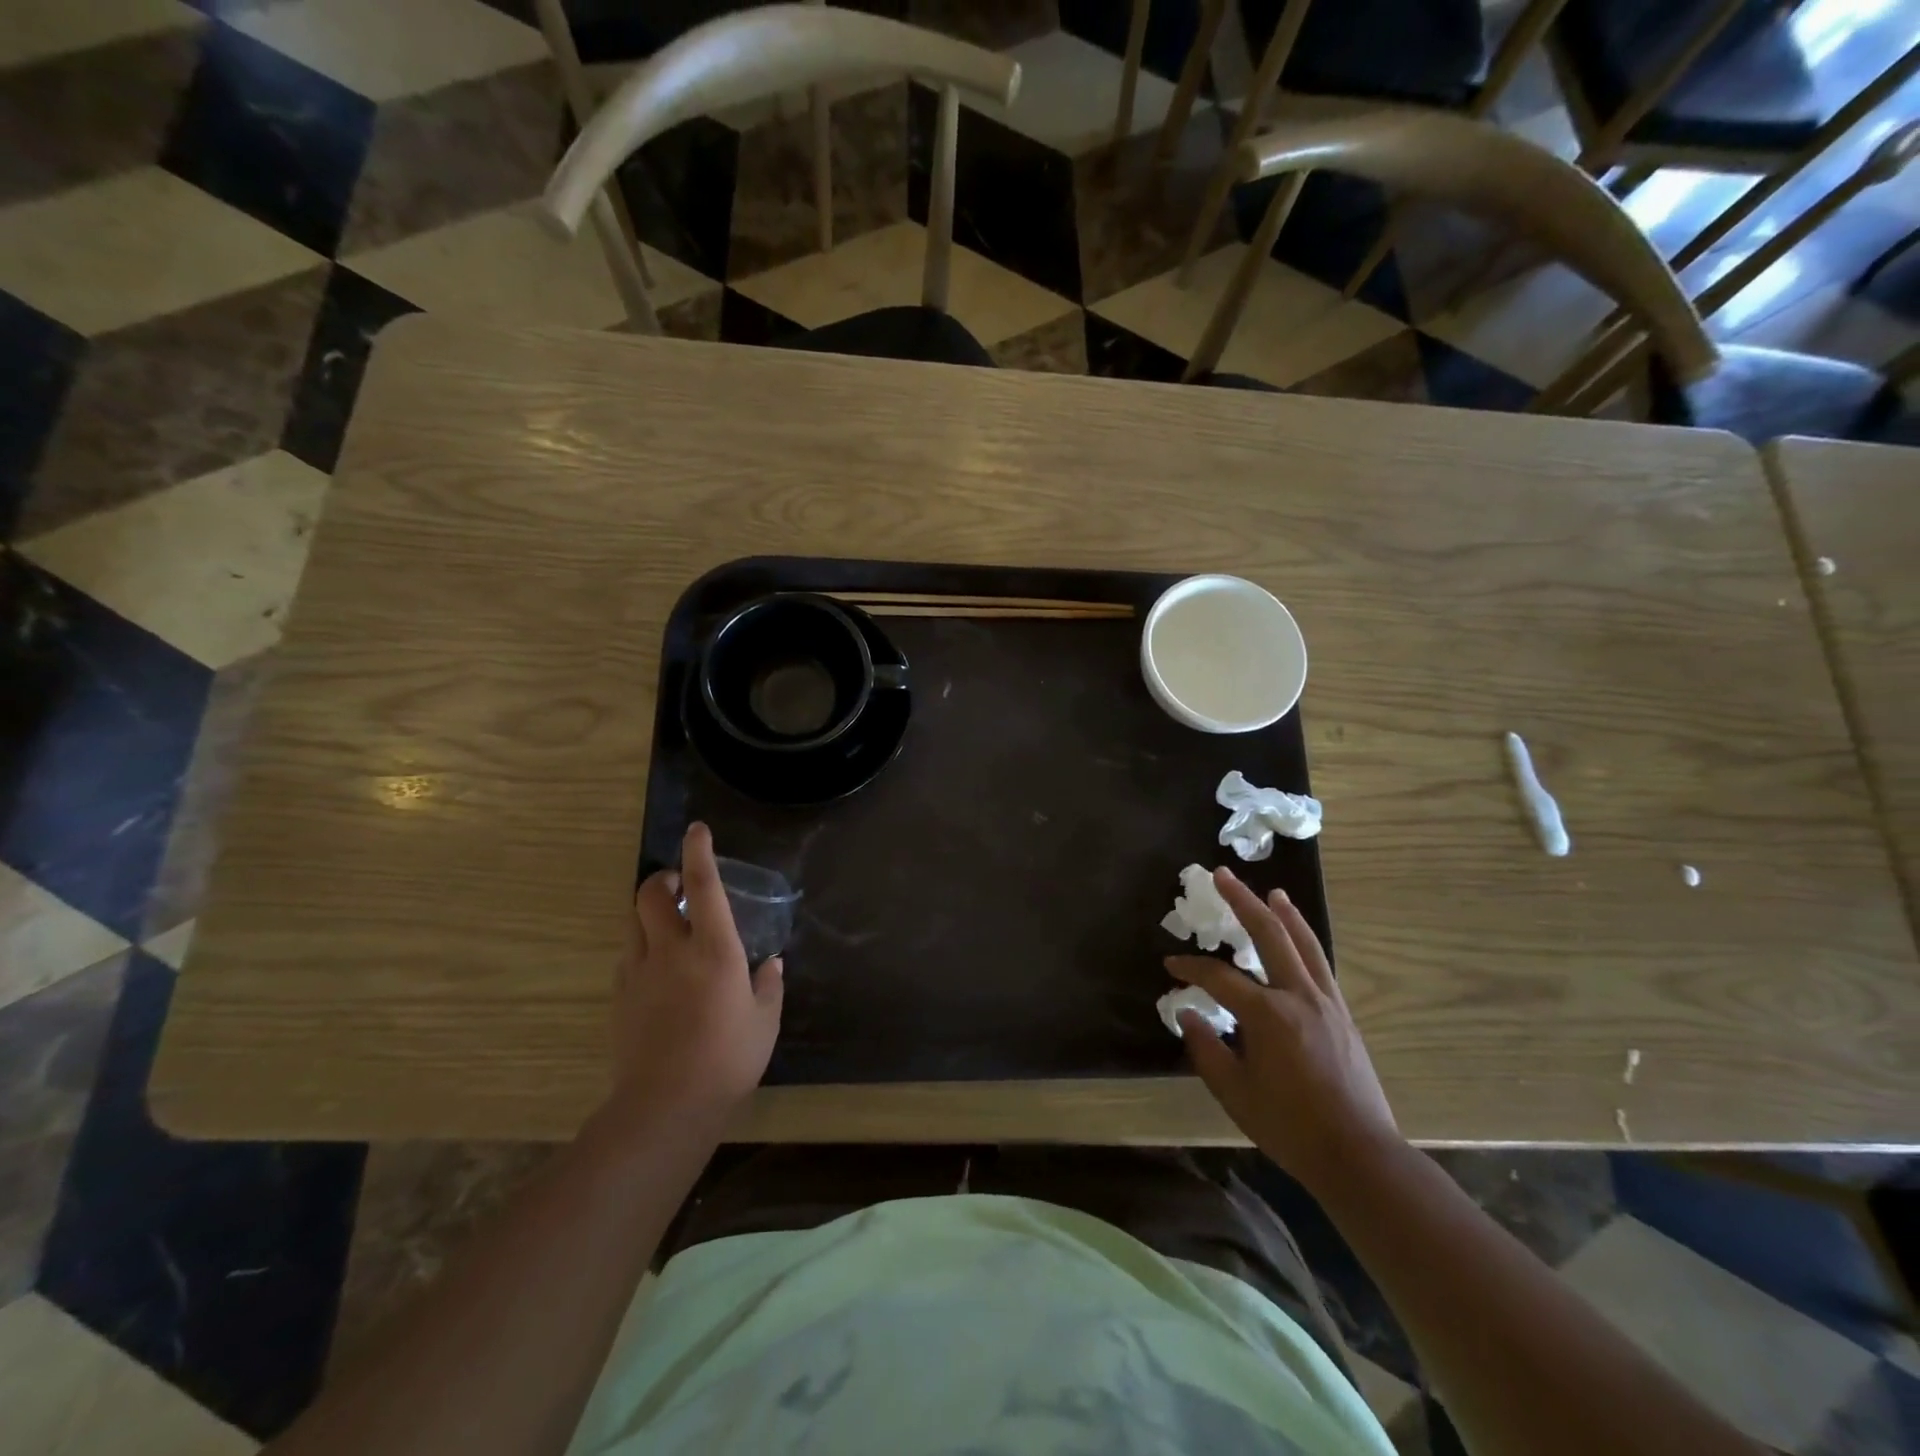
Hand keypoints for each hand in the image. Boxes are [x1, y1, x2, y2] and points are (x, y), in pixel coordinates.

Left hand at [611, 823, 783, 1119]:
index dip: (698, 851)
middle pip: (650, 893)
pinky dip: (642, 948)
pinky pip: (628, 956)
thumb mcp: (765, 1020)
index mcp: (714, 949)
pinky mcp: (620, 997)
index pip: (702, 884)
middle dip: (661, 878)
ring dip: (650, 911)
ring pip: (633, 921)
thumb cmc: (728, 1058)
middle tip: (677, 883)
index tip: (696, 830)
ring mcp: (639, 972)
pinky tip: (659, 970)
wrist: (666, 1105)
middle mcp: (671, 950)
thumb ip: (769, 985)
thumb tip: (771, 963)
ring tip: (669, 923)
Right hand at [1167, 868, 1400, 1194]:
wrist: (1359, 1155)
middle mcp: (1298, 995)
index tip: (1170, 966)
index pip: (1218, 977)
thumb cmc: (1290, 1126)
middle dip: (1241, 901)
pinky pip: (1320, 964)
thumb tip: (1187, 1014)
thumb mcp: (1234, 1092)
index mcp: (1267, 1014)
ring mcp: (1326, 1002)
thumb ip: (1205, 1048)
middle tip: (1221, 875)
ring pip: (1303, 943)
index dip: (1190, 968)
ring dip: (1283, 914)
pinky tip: (1298, 939)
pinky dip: (1305, 941)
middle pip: (1268, 934)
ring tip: (1270, 892)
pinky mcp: (1343, 1015)